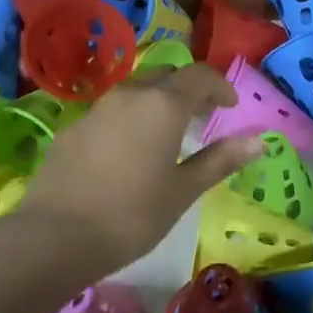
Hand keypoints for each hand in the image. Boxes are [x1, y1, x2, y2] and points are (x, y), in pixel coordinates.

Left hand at [11, 63, 262, 274]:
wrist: (54, 237)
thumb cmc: (131, 215)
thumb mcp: (183, 191)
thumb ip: (220, 160)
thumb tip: (258, 141)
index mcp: (162, 105)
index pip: (200, 76)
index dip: (220, 86)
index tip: (231, 107)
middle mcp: (129, 96)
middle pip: (166, 75)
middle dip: (189, 89)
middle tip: (203, 117)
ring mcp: (96, 110)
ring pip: (135, 91)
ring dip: (158, 101)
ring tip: (168, 134)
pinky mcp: (72, 130)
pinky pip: (111, 112)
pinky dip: (130, 119)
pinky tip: (129, 153)